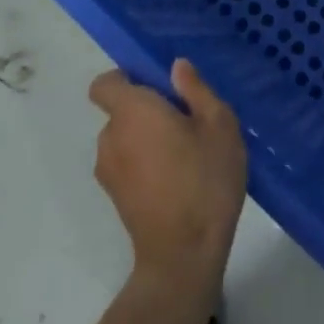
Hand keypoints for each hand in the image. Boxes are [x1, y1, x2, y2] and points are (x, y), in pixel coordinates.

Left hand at [89, 60, 246, 296]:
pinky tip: (176, 180)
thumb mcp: (219, 124)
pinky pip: (126, 165)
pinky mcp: (114, 198)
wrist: (184, 256)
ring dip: (146, 140)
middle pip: (120, 111)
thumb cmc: (205, 179)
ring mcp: (108, 171)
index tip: (158, 88)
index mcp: (132, 111)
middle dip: (147, 111)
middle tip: (186, 123)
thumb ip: (196, 90)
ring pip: (125, 140)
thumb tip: (176, 67)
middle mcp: (110, 137)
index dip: (125, 79)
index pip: (105, 83)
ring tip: (185, 155)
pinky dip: (144, 165)